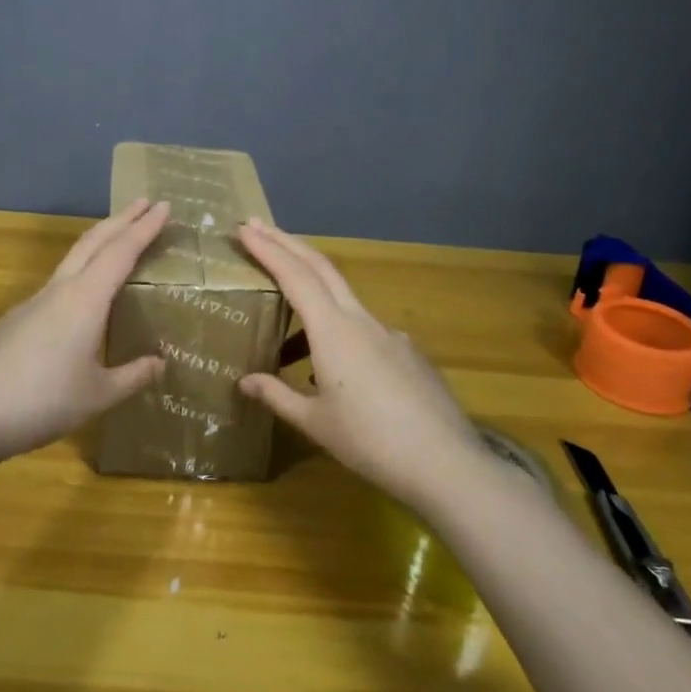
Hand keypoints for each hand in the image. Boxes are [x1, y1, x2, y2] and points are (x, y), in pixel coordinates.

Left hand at [0, 199, 170, 460]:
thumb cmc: (43, 402)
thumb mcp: (98, 395)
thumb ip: (132, 376)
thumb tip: (160, 362)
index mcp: (85, 300)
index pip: (122, 251)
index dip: (145, 228)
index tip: (164, 205)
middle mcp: (59, 291)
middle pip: (93, 241)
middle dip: (121, 219)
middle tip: (144, 203)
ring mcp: (32, 303)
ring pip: (71, 259)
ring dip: (98, 242)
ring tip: (117, 241)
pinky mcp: (15, 320)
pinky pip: (56, 285)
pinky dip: (79, 274)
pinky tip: (81, 301)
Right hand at [236, 218, 483, 510]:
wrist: (446, 464)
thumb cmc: (370, 442)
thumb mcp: (315, 422)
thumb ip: (278, 395)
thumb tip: (245, 381)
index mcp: (333, 330)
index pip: (294, 276)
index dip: (268, 249)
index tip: (244, 228)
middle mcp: (361, 320)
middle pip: (321, 267)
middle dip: (288, 243)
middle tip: (259, 228)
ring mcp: (389, 333)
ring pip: (343, 298)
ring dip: (311, 292)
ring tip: (284, 325)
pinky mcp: (408, 352)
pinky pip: (364, 328)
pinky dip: (338, 329)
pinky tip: (334, 368)